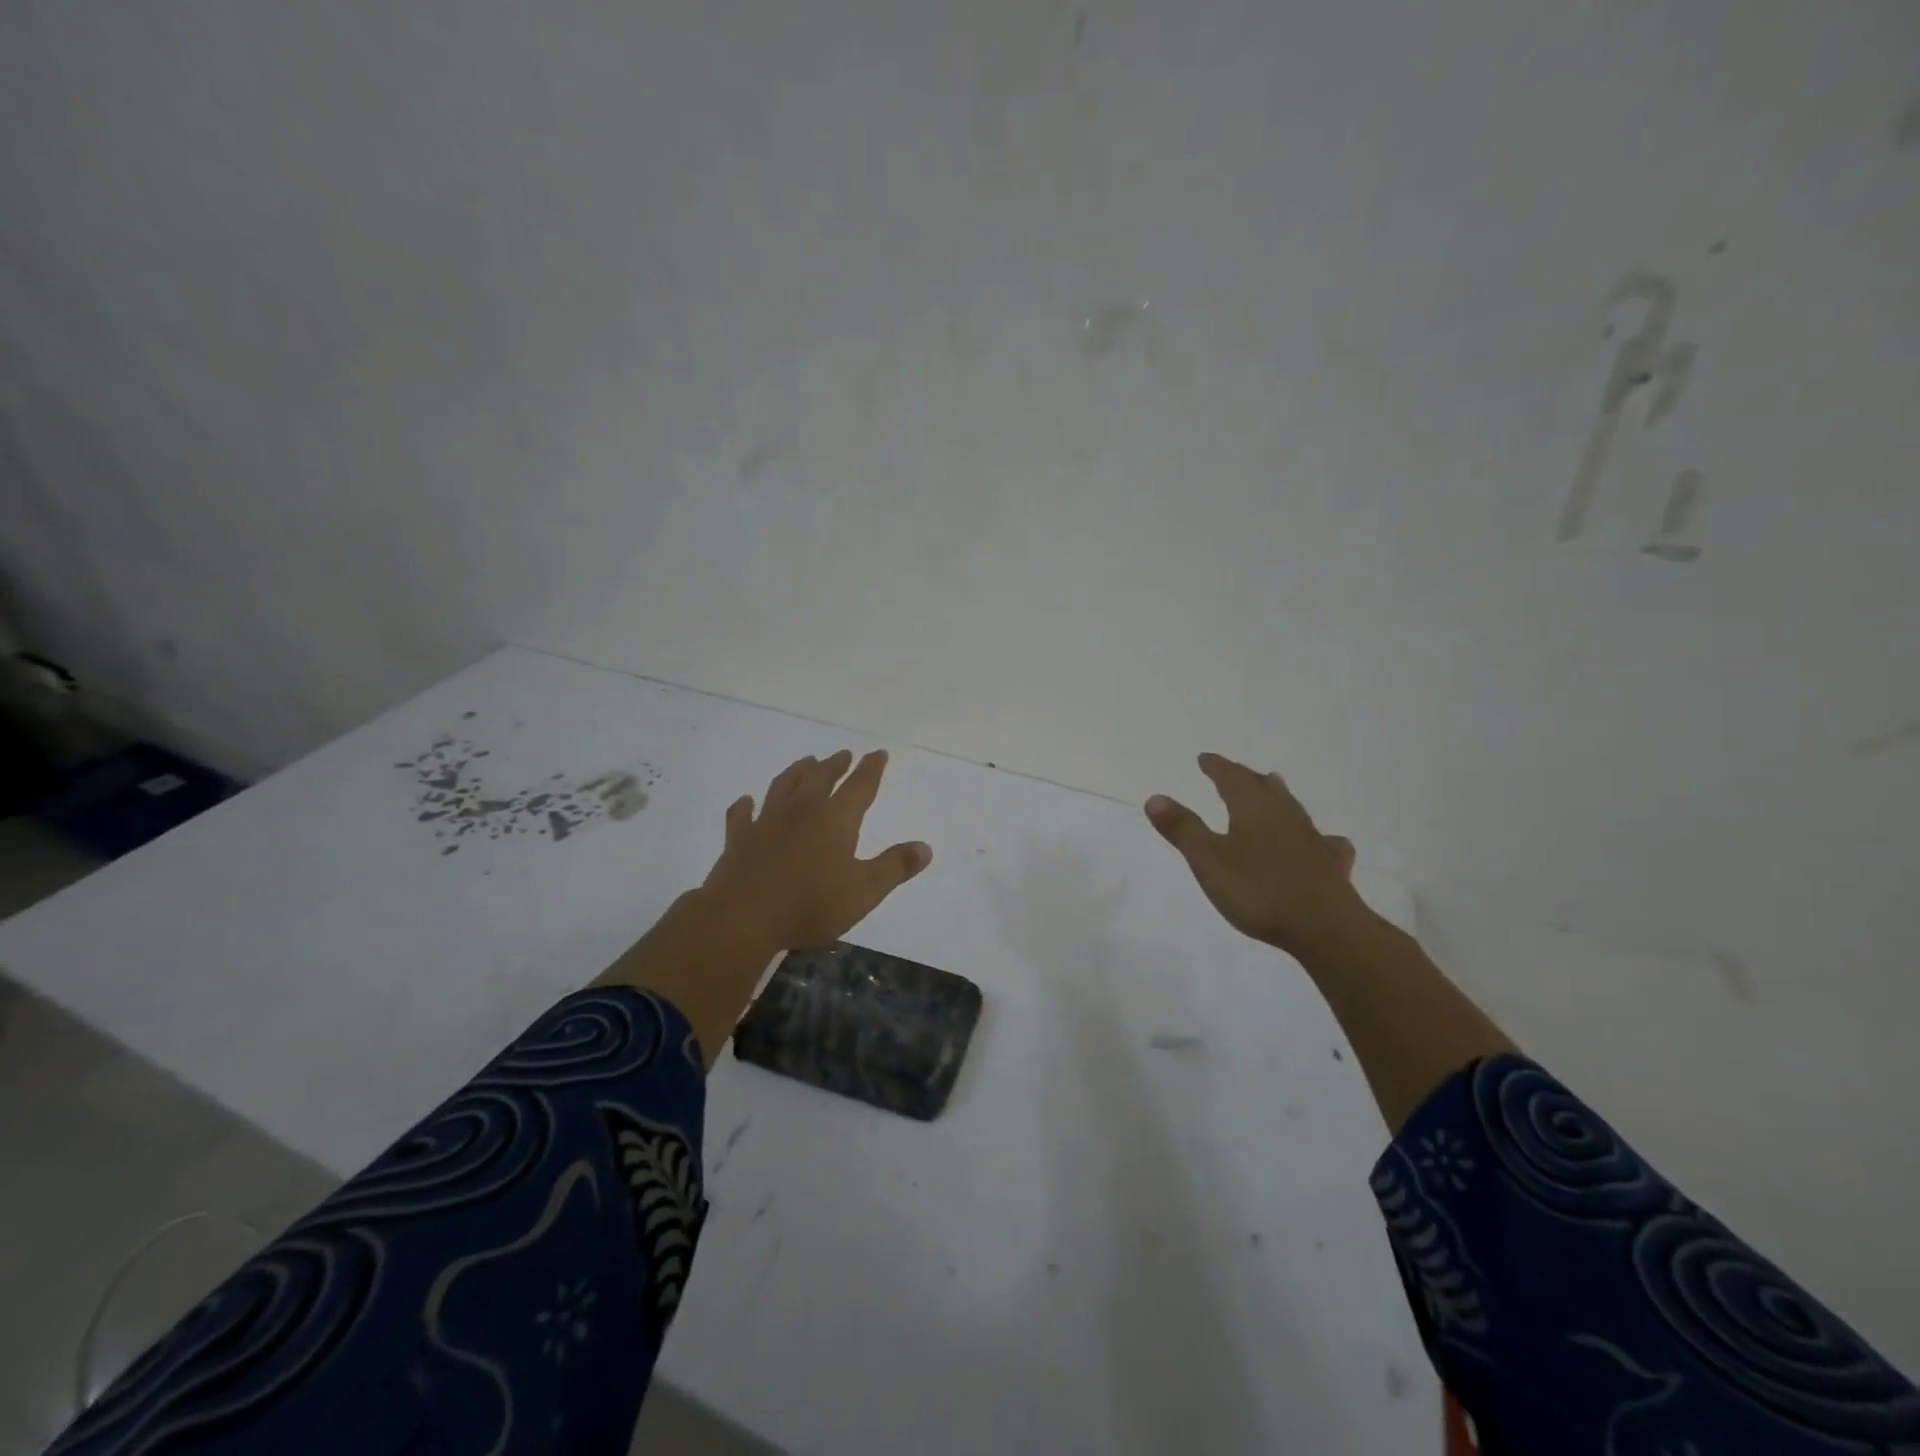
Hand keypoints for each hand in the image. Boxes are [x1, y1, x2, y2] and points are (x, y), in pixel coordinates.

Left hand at [700, 749, 931, 951]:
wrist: (743, 917)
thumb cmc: (810, 904)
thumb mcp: (864, 891)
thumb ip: (895, 867)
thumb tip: (925, 847)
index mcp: (835, 819)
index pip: (860, 786)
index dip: (871, 768)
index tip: (878, 753)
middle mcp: (802, 810)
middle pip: (821, 778)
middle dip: (835, 765)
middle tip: (843, 755)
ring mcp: (767, 821)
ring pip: (784, 786)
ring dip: (797, 771)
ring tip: (806, 762)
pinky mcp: (739, 839)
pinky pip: (742, 815)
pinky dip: (745, 805)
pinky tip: (746, 801)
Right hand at [1145, 753, 1370, 957]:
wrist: (1325, 927)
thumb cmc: (1258, 890)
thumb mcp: (1208, 860)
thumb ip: (1183, 829)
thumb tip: (1155, 797)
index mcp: (1252, 808)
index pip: (1231, 777)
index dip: (1217, 767)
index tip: (1205, 759)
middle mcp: (1284, 814)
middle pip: (1263, 786)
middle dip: (1244, 777)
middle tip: (1232, 773)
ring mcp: (1312, 838)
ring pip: (1292, 807)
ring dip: (1277, 795)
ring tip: (1272, 787)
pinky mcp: (1331, 864)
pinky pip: (1324, 841)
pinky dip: (1314, 835)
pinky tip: (1320, 843)